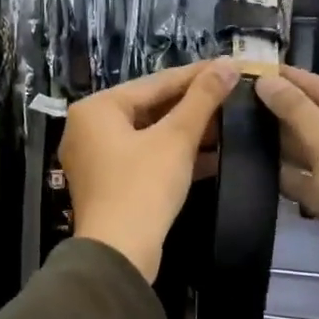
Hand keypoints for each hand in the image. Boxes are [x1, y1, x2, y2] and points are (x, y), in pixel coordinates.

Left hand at [61, 59, 239, 281]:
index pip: (154, 82)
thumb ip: (202, 99)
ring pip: (148, 135)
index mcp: (96, 108)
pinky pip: (144, 158)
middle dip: (192, 105)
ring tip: (227, 123)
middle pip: (149, 107)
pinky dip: (173, 155)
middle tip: (231, 94)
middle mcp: (88, 128)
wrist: (119, 253)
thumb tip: (228, 64)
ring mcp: (95, 159)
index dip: (196, 75)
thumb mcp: (176, 138)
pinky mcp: (108, 185)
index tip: (229, 66)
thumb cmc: (143, 186)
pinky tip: (211, 155)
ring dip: (186, 132)